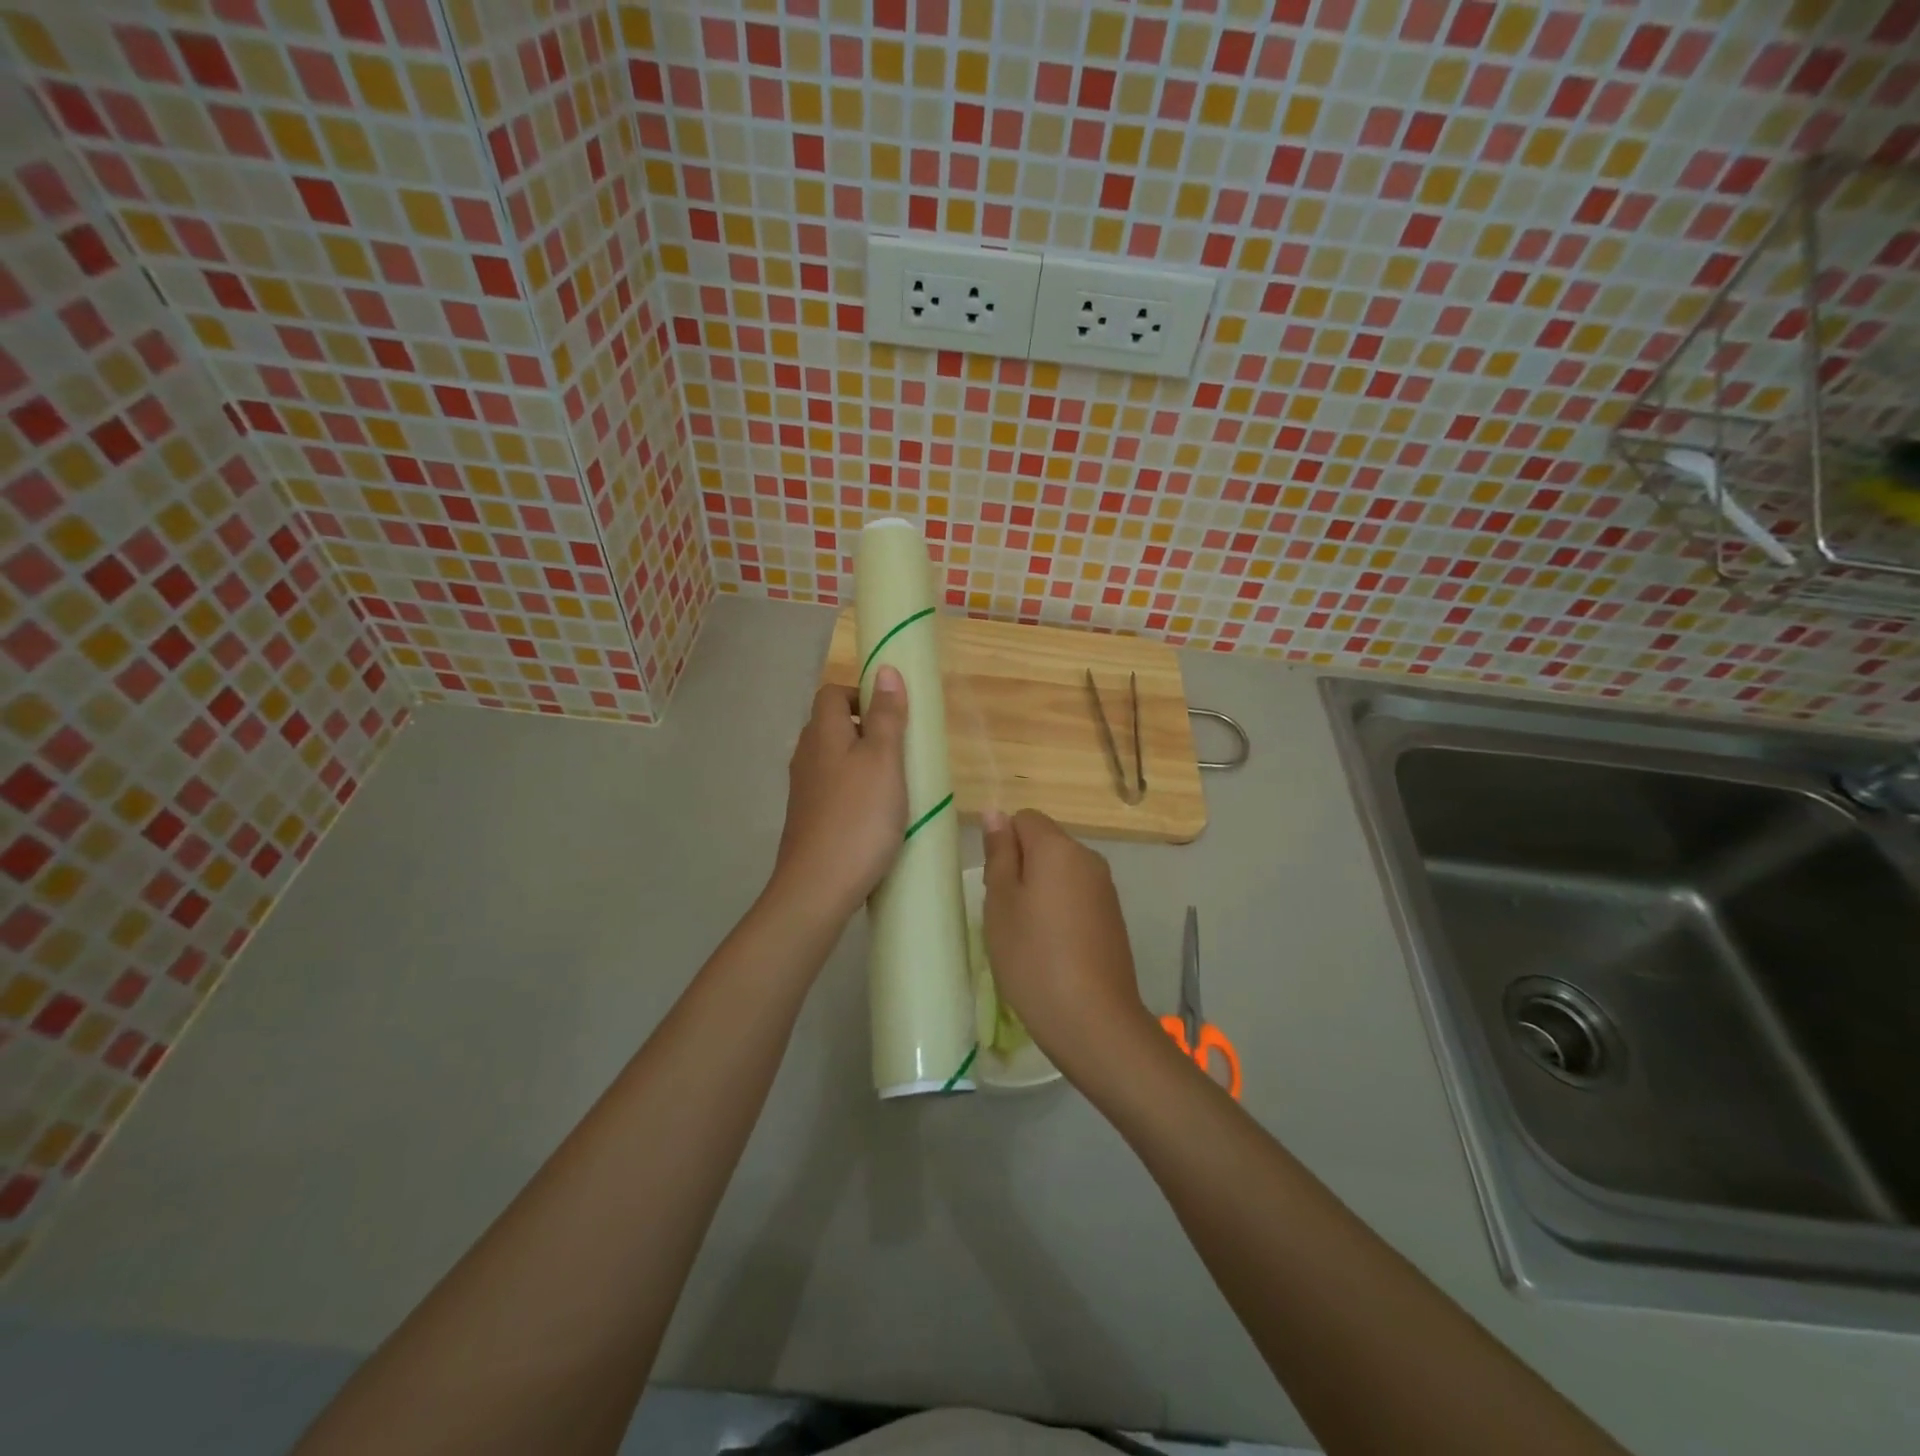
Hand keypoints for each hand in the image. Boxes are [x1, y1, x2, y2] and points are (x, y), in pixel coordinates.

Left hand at [772, 667, 908, 918]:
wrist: (818, 886)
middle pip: (831, 724)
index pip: (832, 692)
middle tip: (901, 748)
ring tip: (895, 782)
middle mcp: (806, 755)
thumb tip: (884, 669)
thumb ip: (887, 716)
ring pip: (832, 758)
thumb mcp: (884, 761)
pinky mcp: (808, 818)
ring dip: (861, 761)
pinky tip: (875, 813)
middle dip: (865, 728)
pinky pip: (832, 788)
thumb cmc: (859, 817)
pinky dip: (853, 789)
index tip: (893, 713)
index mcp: (822, 733)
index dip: (861, 693)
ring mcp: (803, 789)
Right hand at [981, 808, 1152, 1075]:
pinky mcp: (1113, 918)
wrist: (1093, 1020)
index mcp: (1059, 848)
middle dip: (1021, 868)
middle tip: (1005, 914)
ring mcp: (1105, 889)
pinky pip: (1077, 897)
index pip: (1025, 818)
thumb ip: (999, 853)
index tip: (994, 884)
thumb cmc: (1033, 957)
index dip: (1004, 844)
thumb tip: (996, 813)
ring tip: (1027, 936)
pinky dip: (1060, 912)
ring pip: (1061, 873)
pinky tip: (1052, 949)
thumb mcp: (1001, 903)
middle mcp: (1088, 858)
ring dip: (1040, 892)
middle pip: (1045, 844)